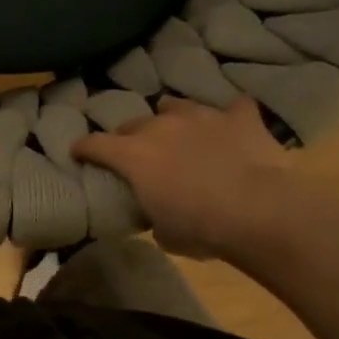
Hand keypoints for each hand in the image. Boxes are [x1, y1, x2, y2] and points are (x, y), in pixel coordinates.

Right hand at [73, 96, 299, 259]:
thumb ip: (153, 214)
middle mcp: (162, 126)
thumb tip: (157, 212)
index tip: (78, 152)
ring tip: (179, 132)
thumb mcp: (165, 233)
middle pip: (134, 123)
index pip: (95, 144)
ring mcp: (202, 116)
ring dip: (172, 119)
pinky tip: (232, 127)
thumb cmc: (201, 228)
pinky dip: (229, 118)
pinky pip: (232, 108)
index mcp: (134, 155)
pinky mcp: (239, 117)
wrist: (260, 211)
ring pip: (176, 106)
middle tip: (137, 153)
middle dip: (130, 136)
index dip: (84, 148)